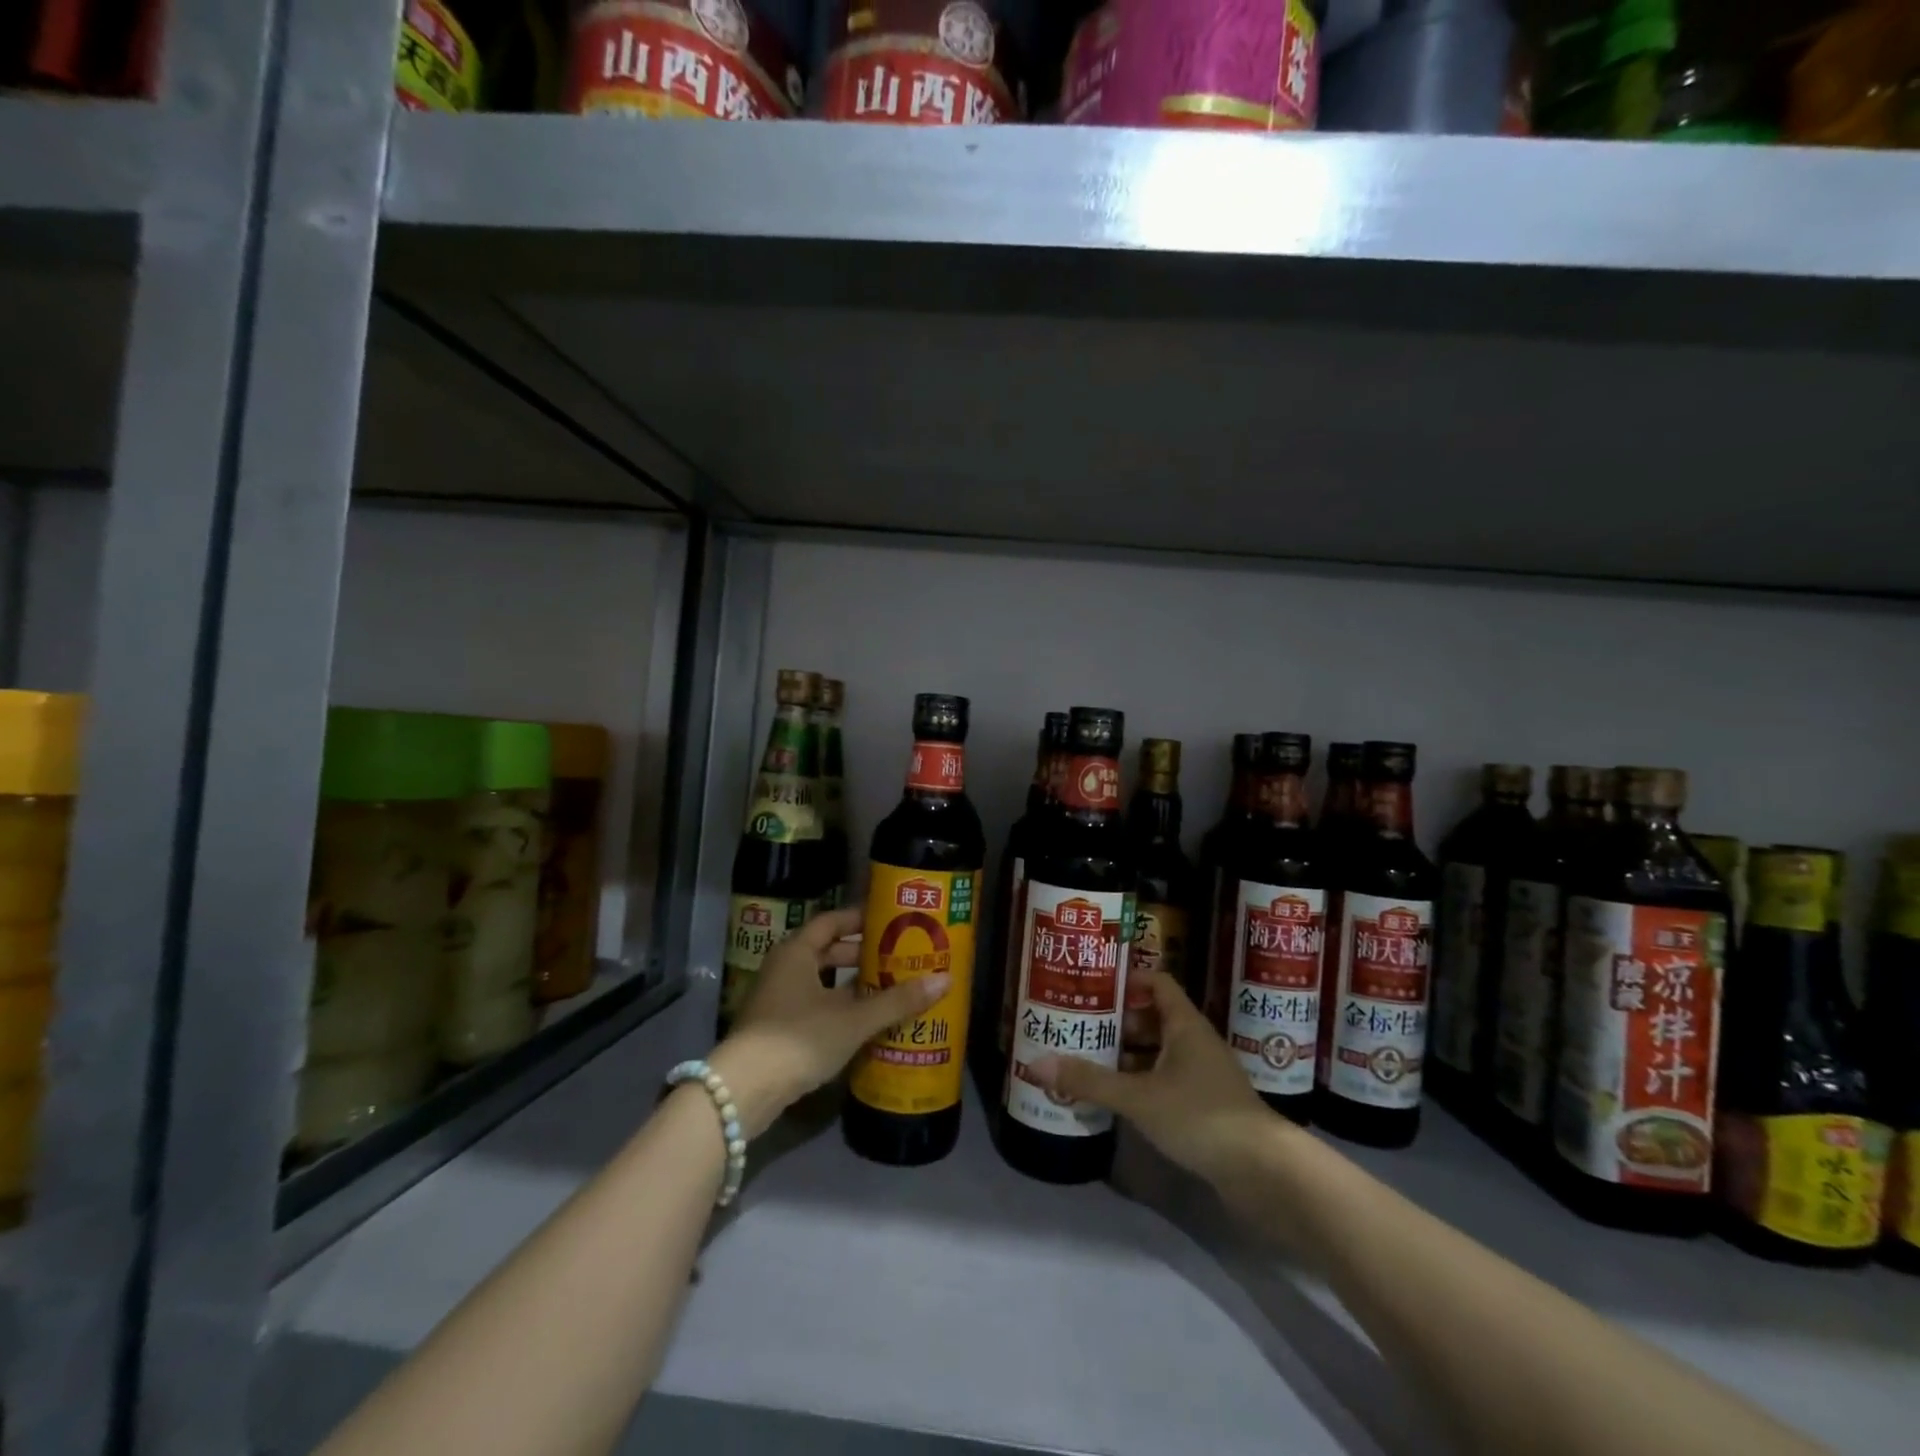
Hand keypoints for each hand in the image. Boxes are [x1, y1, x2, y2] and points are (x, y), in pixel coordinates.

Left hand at [710, 907, 948, 1138]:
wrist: (743, 1091)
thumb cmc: (798, 1039)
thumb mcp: (853, 1020)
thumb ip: (897, 1001)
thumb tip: (945, 980)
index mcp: (797, 952)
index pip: (832, 921)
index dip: (860, 919)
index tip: (891, 921)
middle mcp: (783, 968)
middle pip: (827, 951)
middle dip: (861, 955)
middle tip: (897, 957)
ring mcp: (776, 999)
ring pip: (820, 981)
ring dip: (850, 985)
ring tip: (888, 989)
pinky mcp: (774, 1029)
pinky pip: (812, 1005)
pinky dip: (837, 1007)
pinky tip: (863, 1022)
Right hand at [1031, 969, 1276, 1188]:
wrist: (1264, 1172)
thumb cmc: (1201, 1116)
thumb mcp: (1139, 1097)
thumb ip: (1090, 1081)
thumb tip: (1036, 1063)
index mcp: (1185, 1023)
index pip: (1156, 981)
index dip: (1126, 979)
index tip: (1092, 985)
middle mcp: (1195, 1041)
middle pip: (1153, 1016)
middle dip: (1117, 1020)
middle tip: (1079, 1024)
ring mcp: (1203, 1074)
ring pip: (1158, 1051)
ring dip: (1127, 1054)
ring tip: (1088, 1058)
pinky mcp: (1205, 1105)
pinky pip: (1166, 1080)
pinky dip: (1141, 1082)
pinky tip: (1116, 1097)